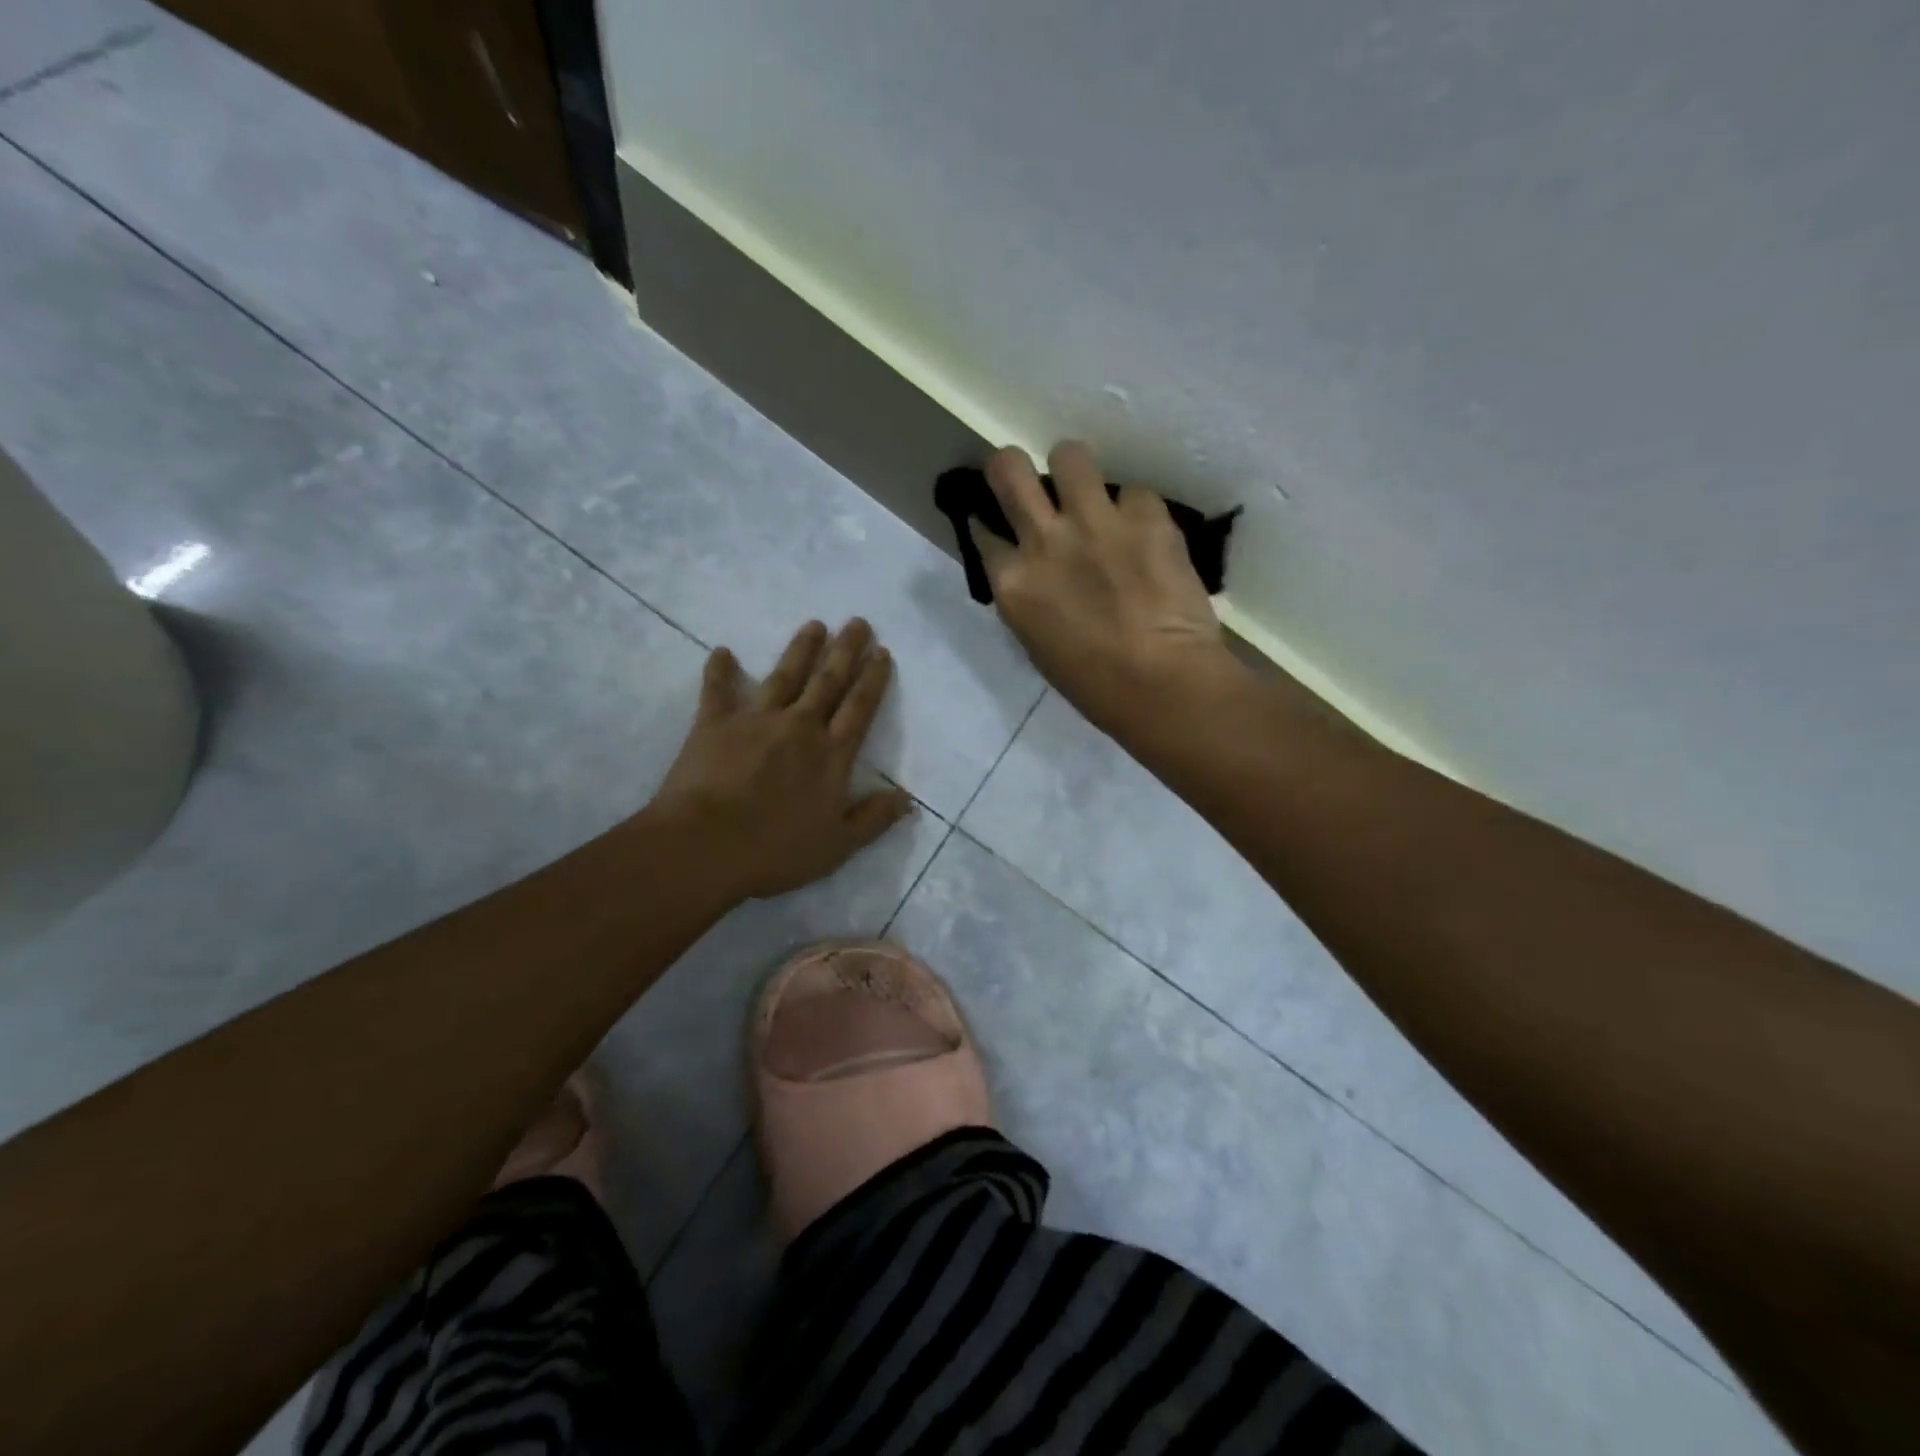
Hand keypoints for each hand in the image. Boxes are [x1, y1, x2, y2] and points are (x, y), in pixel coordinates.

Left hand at [649, 619, 913, 900]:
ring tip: (814, 624)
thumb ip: (873, 819)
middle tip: (857, 622)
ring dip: (801, 649)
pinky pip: (718, 690)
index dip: (873, 679)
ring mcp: (756, 720)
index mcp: (831, 755)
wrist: (705, 846)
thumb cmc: (775, 850)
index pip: (859, 709)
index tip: (882, 652)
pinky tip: (722, 651)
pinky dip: (720, 670)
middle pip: (828, 682)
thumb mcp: (837, 846)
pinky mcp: (715, 723)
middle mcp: (799, 727)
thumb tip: (908, 798)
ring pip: (784, 676)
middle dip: (845, 650)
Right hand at [970, 441, 1234, 730]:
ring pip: (1069, 454)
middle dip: (1010, 465)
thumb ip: (1029, 598)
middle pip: (1009, 467)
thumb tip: (1036, 575)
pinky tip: (1146, 536)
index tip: (1000, 526)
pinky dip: (1136, 512)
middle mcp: (1044, 539)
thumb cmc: (1094, 686)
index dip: (990, 525)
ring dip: (1075, 471)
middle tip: (1027, 480)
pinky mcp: (1145, 514)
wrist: (1162, 684)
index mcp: (1012, 583)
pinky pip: (1134, 493)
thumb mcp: (1038, 645)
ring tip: (1090, 494)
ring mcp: (1095, 520)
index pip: (983, 531)